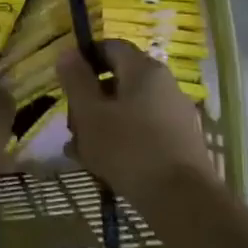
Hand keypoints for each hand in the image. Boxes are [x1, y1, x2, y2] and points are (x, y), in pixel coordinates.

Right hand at [58, 39, 215, 204]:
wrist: (183, 200)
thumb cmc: (128, 148)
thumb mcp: (90, 113)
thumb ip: (76, 80)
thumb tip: (68, 53)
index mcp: (143, 69)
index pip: (110, 46)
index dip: (84, 59)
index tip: (65, 82)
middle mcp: (164, 84)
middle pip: (118, 80)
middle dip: (89, 100)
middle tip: (71, 125)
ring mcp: (175, 114)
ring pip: (128, 108)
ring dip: (101, 124)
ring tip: (81, 152)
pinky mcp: (180, 141)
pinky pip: (142, 130)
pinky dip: (121, 140)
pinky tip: (103, 165)